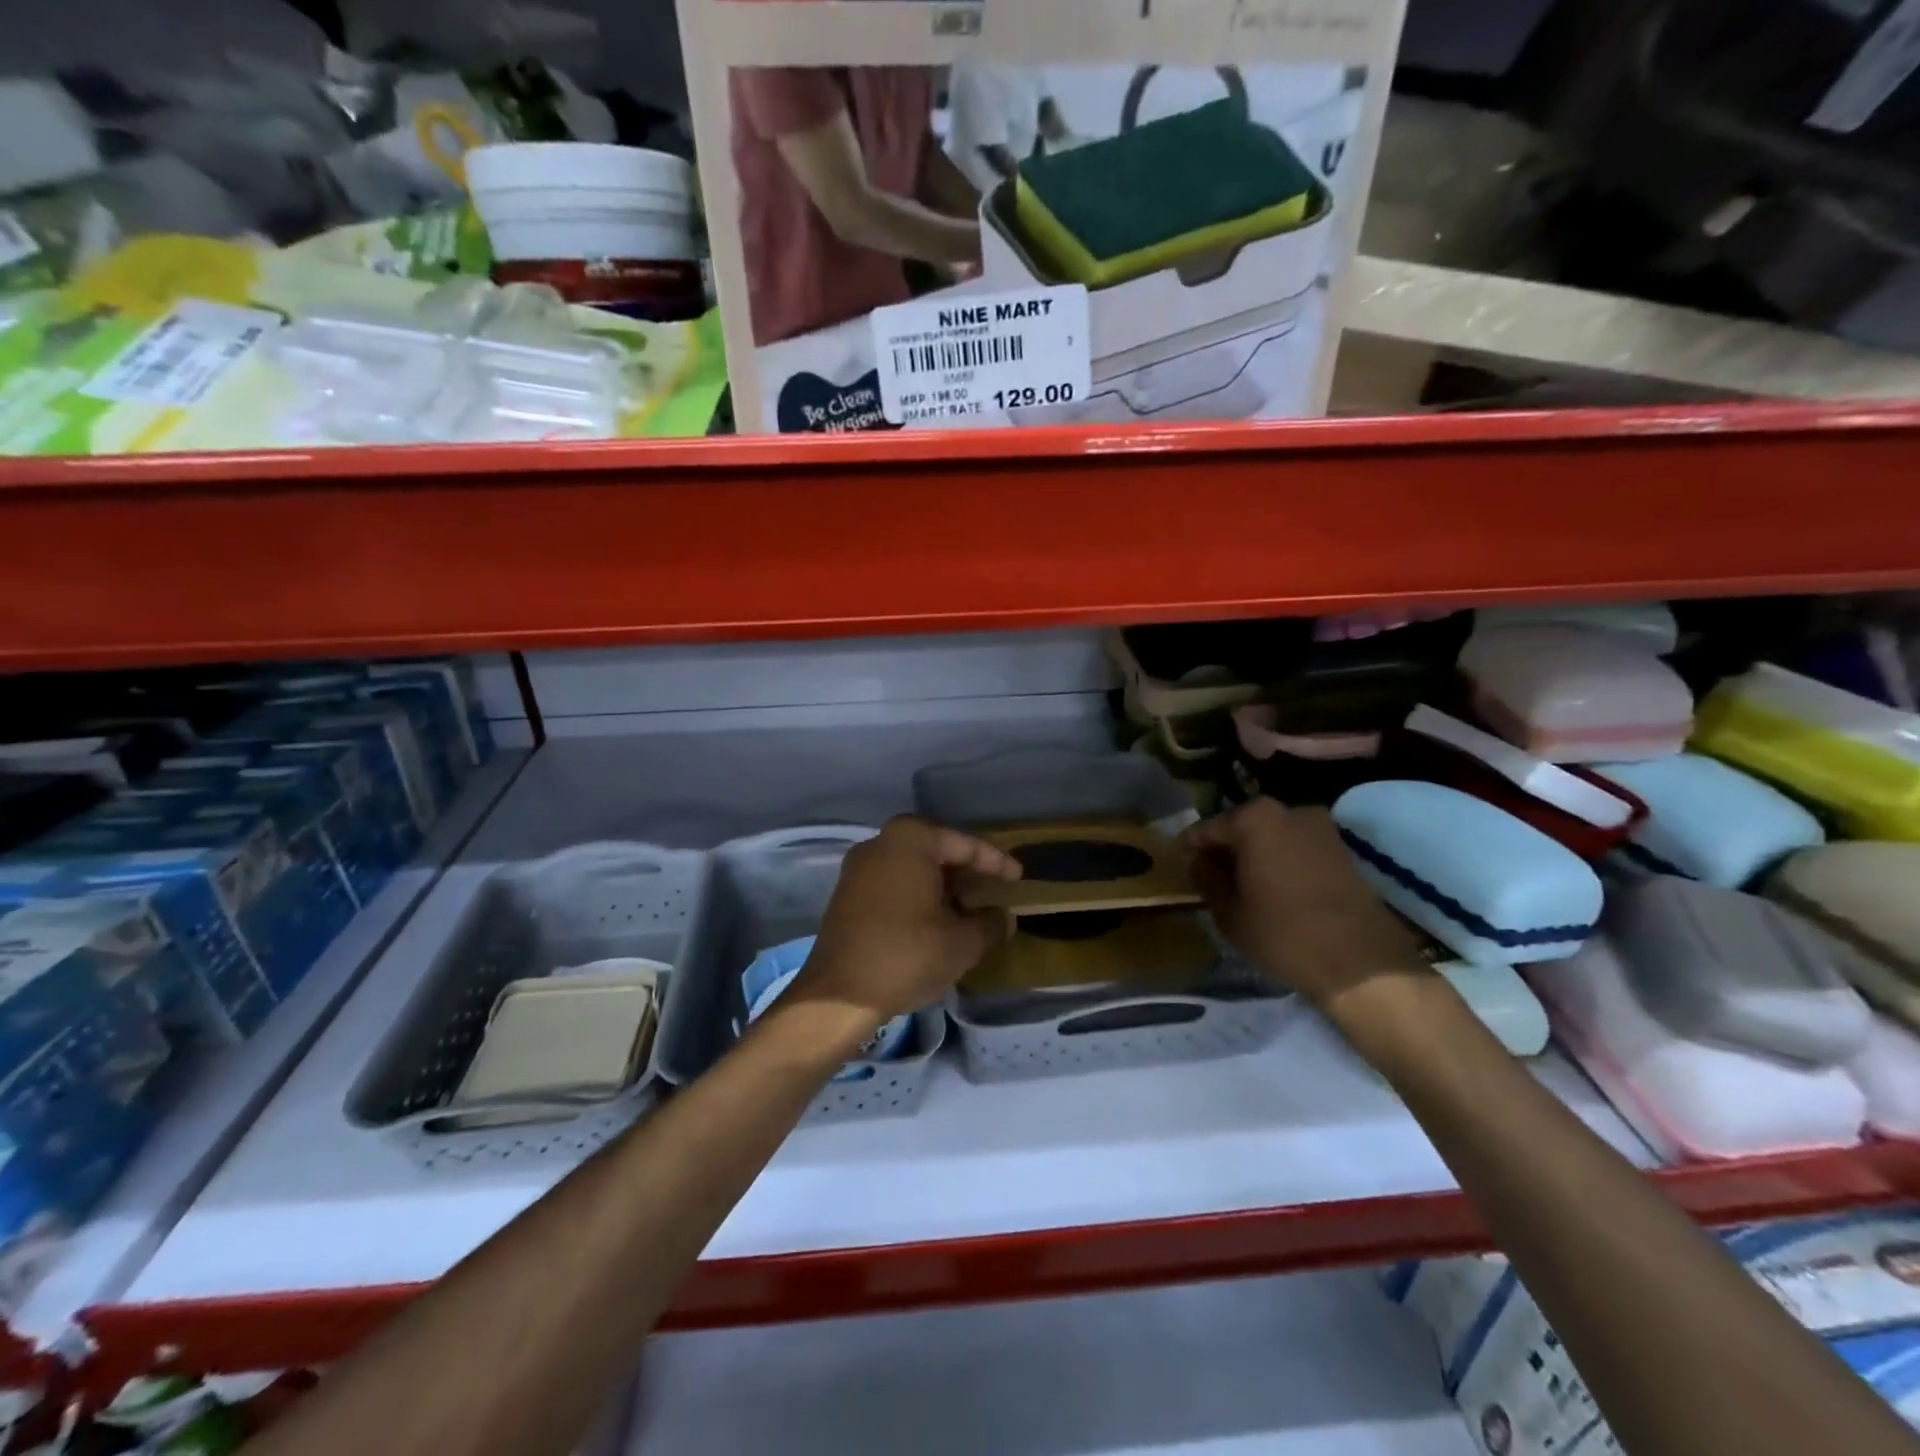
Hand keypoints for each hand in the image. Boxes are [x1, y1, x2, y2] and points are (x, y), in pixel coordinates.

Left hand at [796, 817, 1020, 1028]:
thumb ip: (991, 923)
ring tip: (970, 908)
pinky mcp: (847, 894)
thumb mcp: (963, 942)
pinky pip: (893, 883)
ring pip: (913, 868)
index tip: (1018, 879)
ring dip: (943, 885)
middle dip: (967, 872)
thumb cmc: (906, 955)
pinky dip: (918, 895)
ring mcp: (859, 868)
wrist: (838, 995)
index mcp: (910, 840)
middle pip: (936, 850)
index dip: (996, 863)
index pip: (964, 844)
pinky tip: (937, 920)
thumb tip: (1004, 917)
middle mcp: (880, 842)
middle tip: (995, 891)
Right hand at [1180, 798, 1428, 1012]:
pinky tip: (1271, 888)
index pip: (1208, 828)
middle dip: (1224, 848)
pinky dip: (1279, 861)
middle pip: (1242, 826)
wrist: (1361, 963)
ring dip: (1253, 854)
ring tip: (1239, 884)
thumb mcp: (1228, 911)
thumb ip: (1207, 879)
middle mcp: (1289, 811)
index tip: (1178, 861)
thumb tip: (1200, 862)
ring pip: (1271, 836)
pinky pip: (1296, 848)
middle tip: (1207, 874)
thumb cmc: (1283, 933)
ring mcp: (1321, 828)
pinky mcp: (1342, 850)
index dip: (1190, 847)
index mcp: (1254, 819)